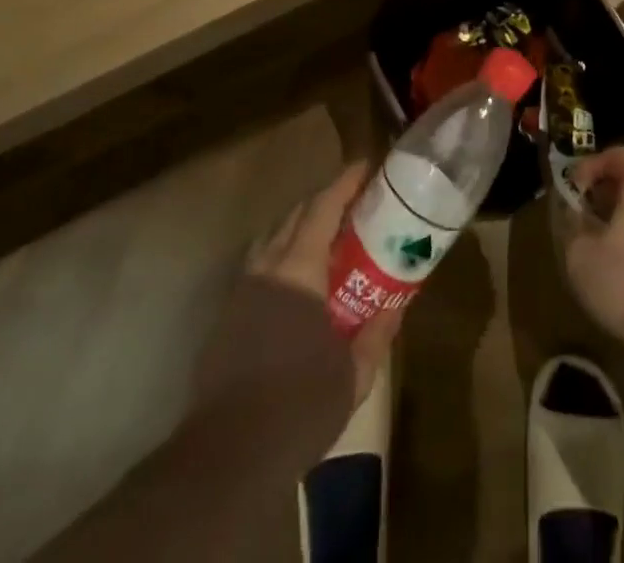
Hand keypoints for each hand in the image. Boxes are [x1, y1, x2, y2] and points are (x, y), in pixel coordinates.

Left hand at [248, 161, 401, 403]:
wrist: (229, 456)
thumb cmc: (300, 404)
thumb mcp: (353, 372)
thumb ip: (378, 332)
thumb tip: (398, 304)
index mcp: (298, 270)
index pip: (322, 207)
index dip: (344, 183)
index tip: (365, 166)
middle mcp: (266, 268)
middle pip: (294, 216)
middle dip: (322, 202)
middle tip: (352, 205)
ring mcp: (240, 293)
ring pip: (270, 240)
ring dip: (297, 228)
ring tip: (323, 240)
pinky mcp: (225, 319)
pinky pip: (257, 268)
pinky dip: (279, 258)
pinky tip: (295, 286)